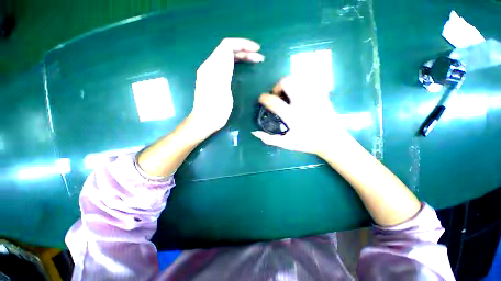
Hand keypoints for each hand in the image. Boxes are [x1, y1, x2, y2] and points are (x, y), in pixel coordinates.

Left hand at [189, 38, 264, 137]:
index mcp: (212, 68)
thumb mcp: (221, 90)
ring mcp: (211, 73)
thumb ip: (225, 70)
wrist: (205, 121)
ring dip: (241, 57)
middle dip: (244, 51)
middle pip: (227, 51)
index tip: (257, 50)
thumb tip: (230, 52)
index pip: (227, 46)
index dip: (243, 44)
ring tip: (255, 61)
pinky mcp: (213, 80)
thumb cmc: (215, 110)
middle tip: (259, 58)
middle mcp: (210, 67)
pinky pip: (226, 66)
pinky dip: (236, 64)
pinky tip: (243, 68)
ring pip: (227, 58)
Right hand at [252, 76, 352, 155]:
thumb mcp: (286, 143)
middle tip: (277, 94)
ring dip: (290, 83)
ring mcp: (313, 97)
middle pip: (287, 82)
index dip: (264, 98)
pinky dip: (302, 83)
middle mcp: (302, 103)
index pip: (274, 102)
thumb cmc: (308, 143)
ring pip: (299, 78)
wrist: (332, 141)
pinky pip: (310, 82)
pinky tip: (300, 92)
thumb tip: (254, 132)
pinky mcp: (322, 95)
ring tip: (288, 93)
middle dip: (278, 85)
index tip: (262, 98)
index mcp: (292, 116)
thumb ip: (269, 139)